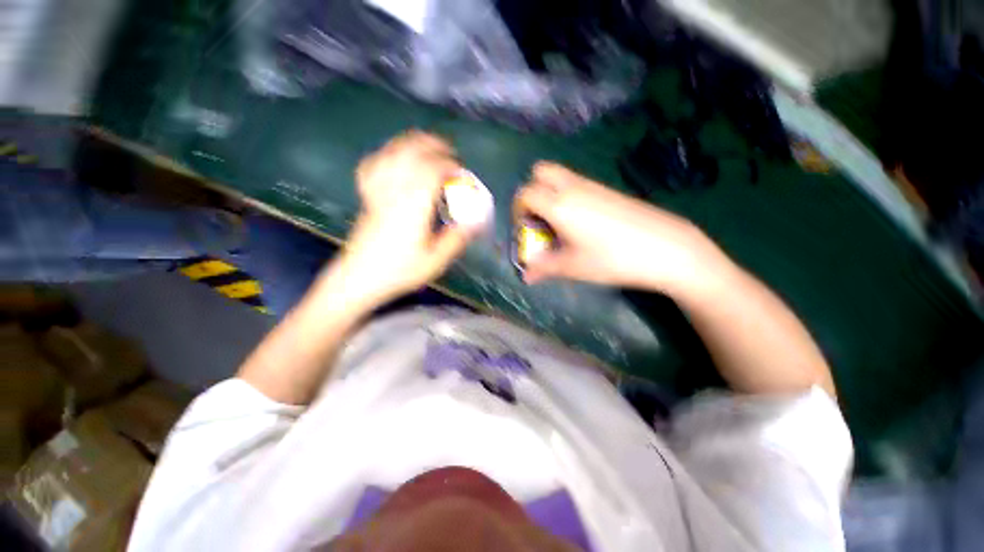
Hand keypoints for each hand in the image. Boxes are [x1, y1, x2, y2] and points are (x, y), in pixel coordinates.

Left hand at [328, 131, 474, 304]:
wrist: (358, 279)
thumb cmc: (399, 271)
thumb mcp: (435, 261)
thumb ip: (456, 239)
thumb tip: (475, 223)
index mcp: (413, 205)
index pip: (432, 170)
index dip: (450, 165)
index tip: (462, 172)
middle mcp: (394, 191)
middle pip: (411, 152)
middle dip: (433, 146)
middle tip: (450, 154)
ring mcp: (377, 191)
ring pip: (391, 153)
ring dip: (411, 143)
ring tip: (427, 147)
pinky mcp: (367, 196)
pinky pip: (372, 166)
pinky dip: (385, 155)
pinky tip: (394, 158)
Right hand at [514, 162, 728, 292]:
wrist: (666, 248)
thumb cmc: (612, 258)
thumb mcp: (573, 267)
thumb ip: (544, 268)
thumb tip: (526, 276)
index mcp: (559, 204)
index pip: (524, 194)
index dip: (518, 211)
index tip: (526, 231)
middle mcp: (572, 187)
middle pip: (540, 172)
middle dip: (531, 192)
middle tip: (539, 219)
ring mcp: (592, 186)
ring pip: (559, 177)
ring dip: (550, 195)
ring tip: (559, 225)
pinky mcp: (608, 191)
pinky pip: (577, 184)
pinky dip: (568, 197)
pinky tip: (581, 224)